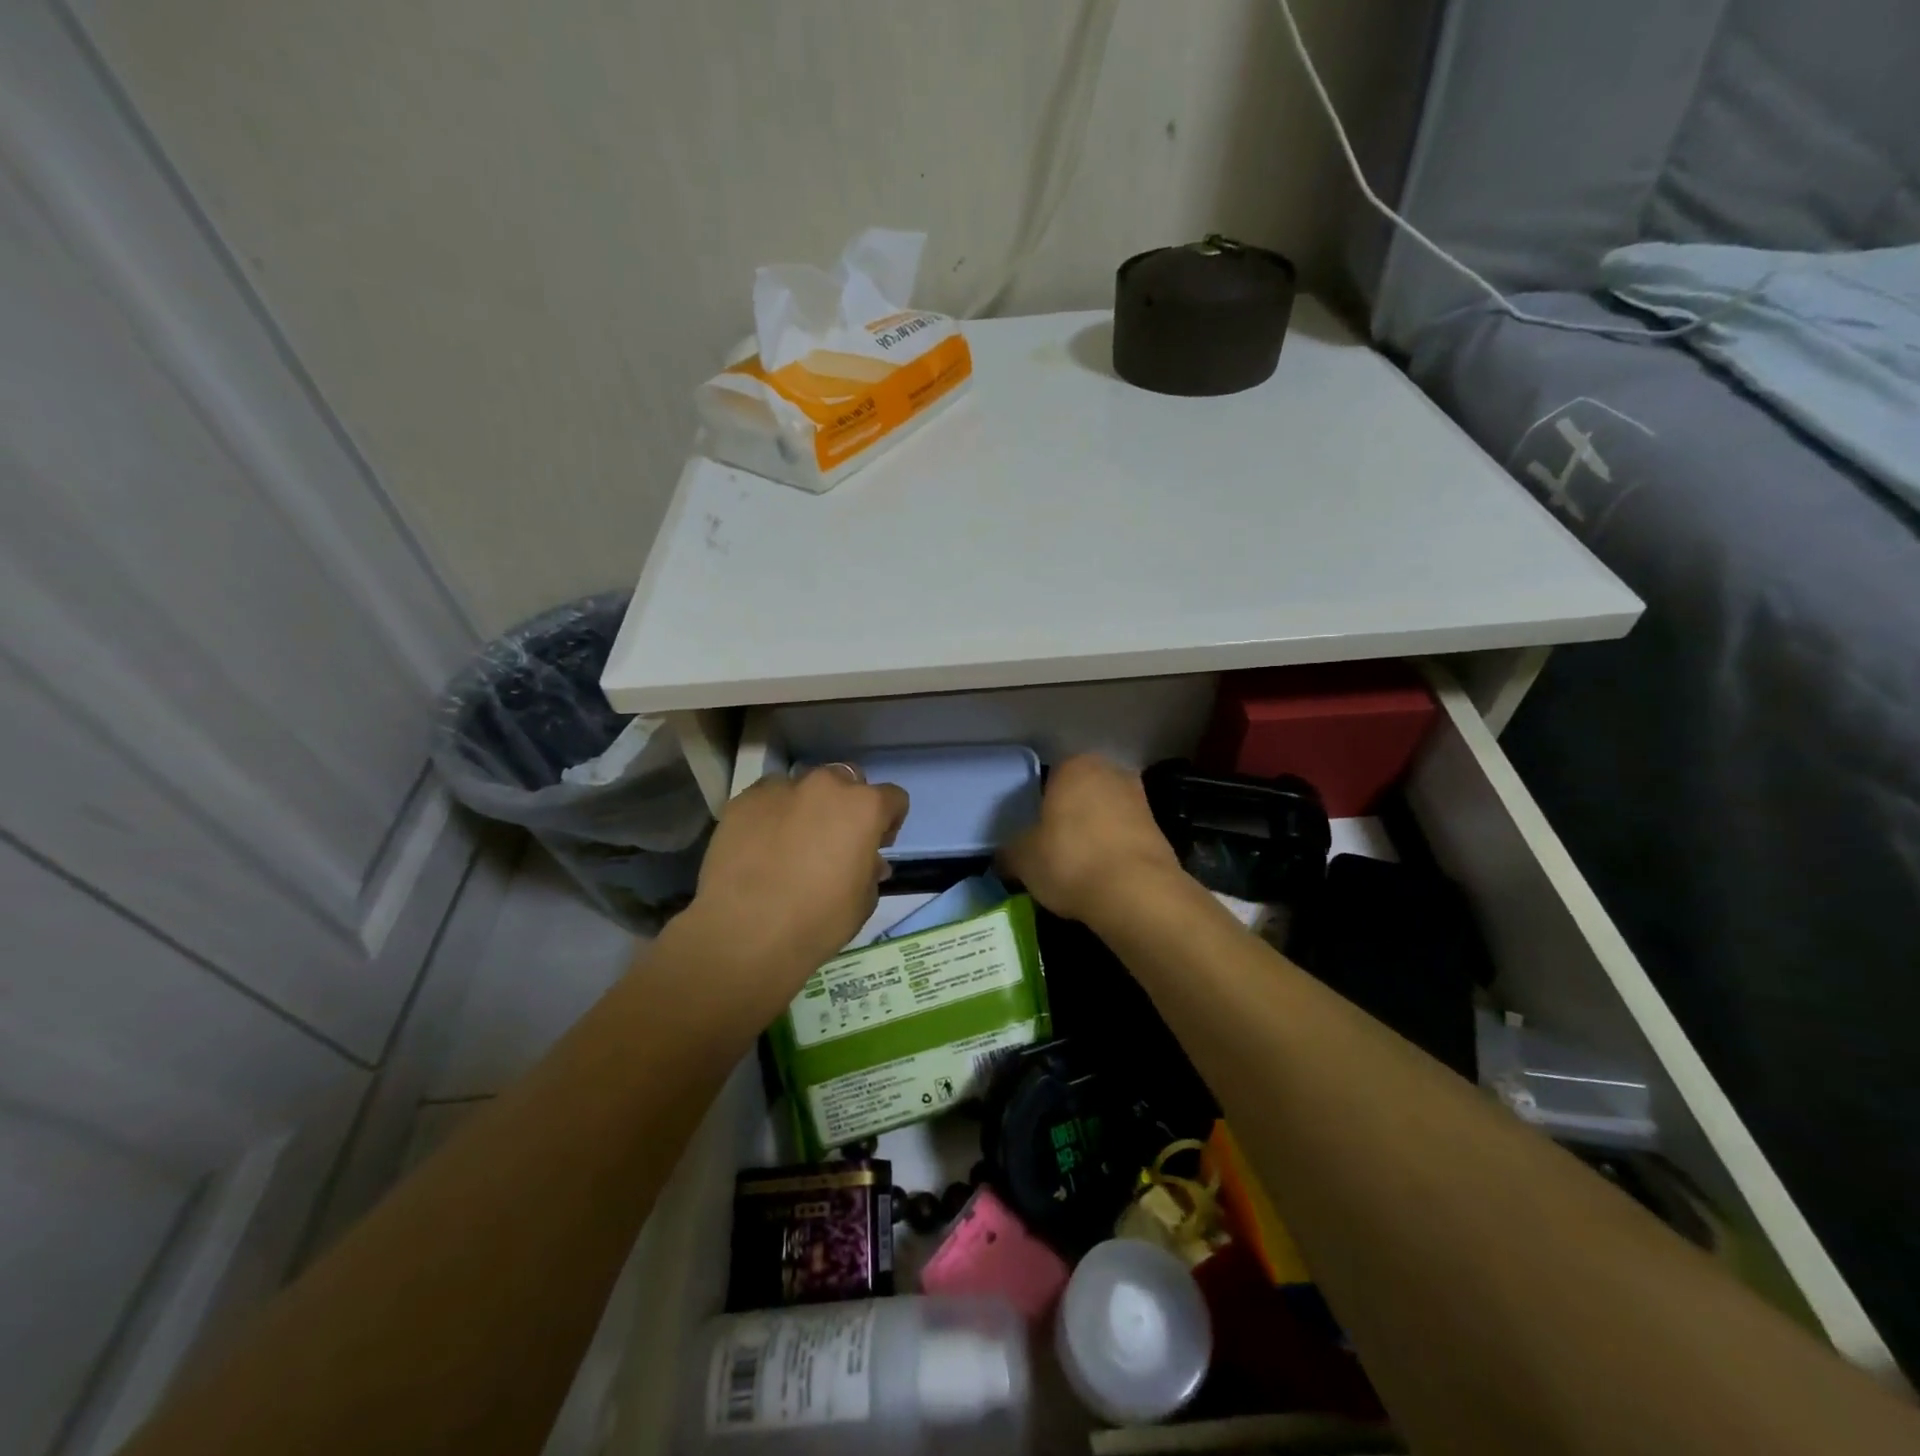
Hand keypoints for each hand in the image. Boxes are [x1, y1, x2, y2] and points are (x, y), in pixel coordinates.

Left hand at [689, 765, 909, 985]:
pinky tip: (761, 845)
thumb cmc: (817, 921)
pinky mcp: (743, 799)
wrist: (743, 932)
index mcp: (864, 807)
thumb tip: (868, 861)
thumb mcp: (862, 903)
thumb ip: (870, 871)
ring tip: (792, 841)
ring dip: (808, 805)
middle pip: (847, 780)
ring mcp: (781, 788)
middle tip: (834, 840)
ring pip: (804, 785)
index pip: (893, 797)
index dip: (889, 822)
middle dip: (847, 805)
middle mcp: (825, 785)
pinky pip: (767, 798)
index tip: (876, 846)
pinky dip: (772, 814)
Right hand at [999, 754, 1183, 925]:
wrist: (1136, 893)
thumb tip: (1004, 858)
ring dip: (1095, 832)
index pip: (1049, 778)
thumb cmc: (1070, 860)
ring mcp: (1140, 799)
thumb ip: (1010, 852)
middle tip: (1053, 847)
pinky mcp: (1160, 829)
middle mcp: (1110, 772)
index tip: (1033, 832)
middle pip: (1081, 793)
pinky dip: (1114, 850)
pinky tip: (1103, 875)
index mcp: (1074, 766)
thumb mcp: (1022, 859)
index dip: (1039, 806)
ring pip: (1106, 813)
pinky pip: (1125, 835)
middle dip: (1070, 815)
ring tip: (1079, 866)